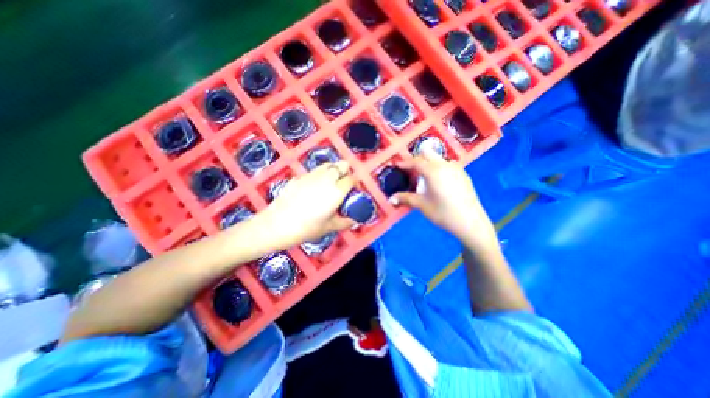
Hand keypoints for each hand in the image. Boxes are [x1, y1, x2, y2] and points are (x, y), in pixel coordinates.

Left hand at [260, 160, 353, 246]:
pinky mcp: (300, 176)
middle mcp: (327, 178)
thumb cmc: (306, 228)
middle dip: (346, 172)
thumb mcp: (329, 227)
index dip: (355, 184)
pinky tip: (315, 187)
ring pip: (329, 164)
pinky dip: (321, 174)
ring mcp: (312, 175)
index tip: (354, 192)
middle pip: (342, 165)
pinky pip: (316, 170)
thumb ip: (345, 222)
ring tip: (330, 184)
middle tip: (343, 185)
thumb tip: (354, 220)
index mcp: (337, 191)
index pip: (352, 179)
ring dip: (334, 171)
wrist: (277, 224)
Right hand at [388, 150, 498, 248]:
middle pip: (428, 153)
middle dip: (417, 159)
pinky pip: (448, 165)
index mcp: (433, 171)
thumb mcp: (422, 205)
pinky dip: (439, 168)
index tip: (397, 165)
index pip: (415, 161)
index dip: (404, 163)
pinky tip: (440, 182)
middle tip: (411, 170)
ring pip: (439, 159)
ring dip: (429, 163)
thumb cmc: (443, 213)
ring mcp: (456, 168)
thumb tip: (391, 199)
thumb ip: (405, 199)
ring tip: (425, 177)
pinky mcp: (464, 174)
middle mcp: (445, 165)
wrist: (470, 222)